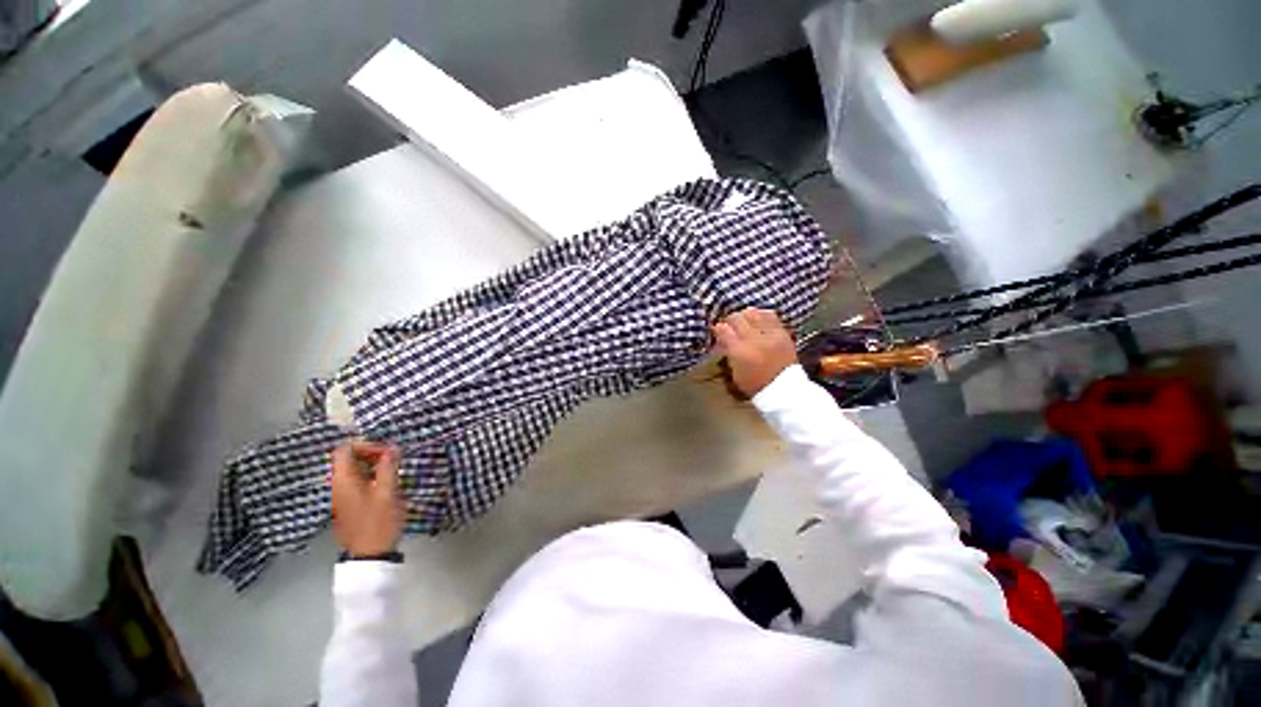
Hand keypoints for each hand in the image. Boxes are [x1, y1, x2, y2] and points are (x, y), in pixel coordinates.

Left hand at [329, 441, 403, 556]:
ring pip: (353, 471)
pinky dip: (370, 477)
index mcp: (343, 480)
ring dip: (372, 465)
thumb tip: (392, 447)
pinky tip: (386, 485)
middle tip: (393, 459)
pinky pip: (356, 482)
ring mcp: (341, 496)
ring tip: (393, 470)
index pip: (345, 449)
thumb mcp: (387, 491)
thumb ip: (388, 467)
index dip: (366, 444)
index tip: (387, 450)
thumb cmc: (379, 521)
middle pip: (347, 459)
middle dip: (371, 453)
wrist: (369, 555)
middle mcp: (337, 485)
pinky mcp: (348, 505)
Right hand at [713, 308, 797, 396]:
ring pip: (752, 312)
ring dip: (744, 315)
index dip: (717, 329)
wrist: (784, 390)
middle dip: (729, 321)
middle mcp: (754, 339)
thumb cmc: (755, 385)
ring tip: (743, 322)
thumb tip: (721, 340)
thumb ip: (727, 352)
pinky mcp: (783, 332)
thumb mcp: (734, 372)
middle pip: (736, 317)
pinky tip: (757, 321)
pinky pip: (770, 315)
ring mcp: (770, 334)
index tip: (716, 333)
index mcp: (739, 351)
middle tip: (728, 327)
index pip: (722, 329)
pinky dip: (761, 315)